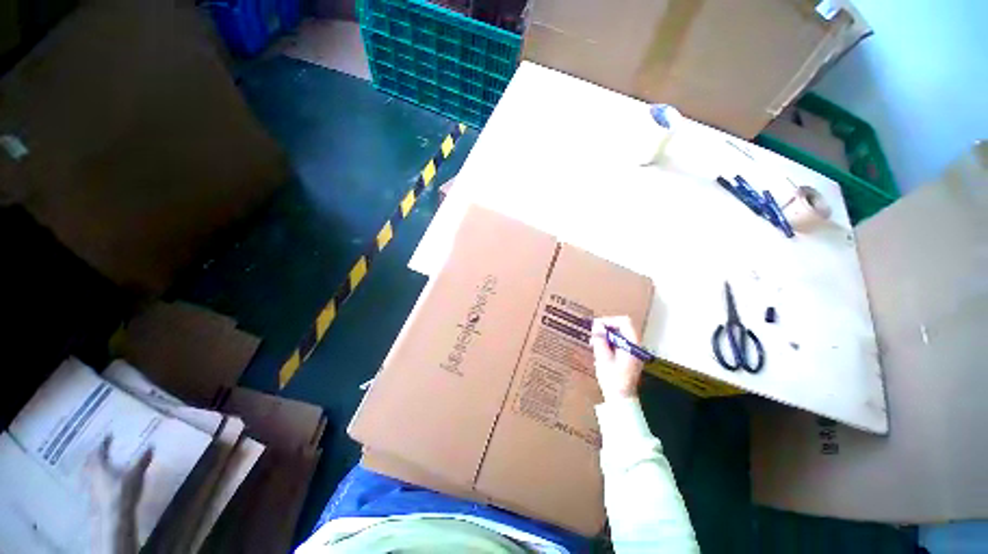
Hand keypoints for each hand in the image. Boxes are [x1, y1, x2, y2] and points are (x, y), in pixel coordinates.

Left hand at [84, 436, 152, 514]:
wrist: (114, 517)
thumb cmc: (123, 492)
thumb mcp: (135, 475)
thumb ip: (142, 461)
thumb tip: (151, 446)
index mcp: (99, 466)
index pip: (99, 451)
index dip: (104, 442)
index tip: (109, 435)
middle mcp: (92, 474)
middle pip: (91, 462)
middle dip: (95, 455)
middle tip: (101, 449)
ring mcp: (92, 487)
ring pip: (90, 473)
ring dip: (95, 467)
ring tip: (103, 464)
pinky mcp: (95, 497)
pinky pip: (94, 482)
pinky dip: (98, 478)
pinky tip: (104, 481)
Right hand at [590, 316, 643, 401]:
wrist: (621, 399)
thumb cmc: (613, 379)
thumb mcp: (603, 358)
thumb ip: (600, 339)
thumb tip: (596, 325)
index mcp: (633, 344)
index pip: (624, 322)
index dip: (609, 320)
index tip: (596, 326)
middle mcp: (636, 346)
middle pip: (622, 327)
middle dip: (606, 328)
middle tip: (593, 335)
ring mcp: (634, 351)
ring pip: (620, 335)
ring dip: (606, 336)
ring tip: (594, 343)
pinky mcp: (630, 357)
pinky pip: (620, 343)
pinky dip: (609, 343)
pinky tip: (600, 350)